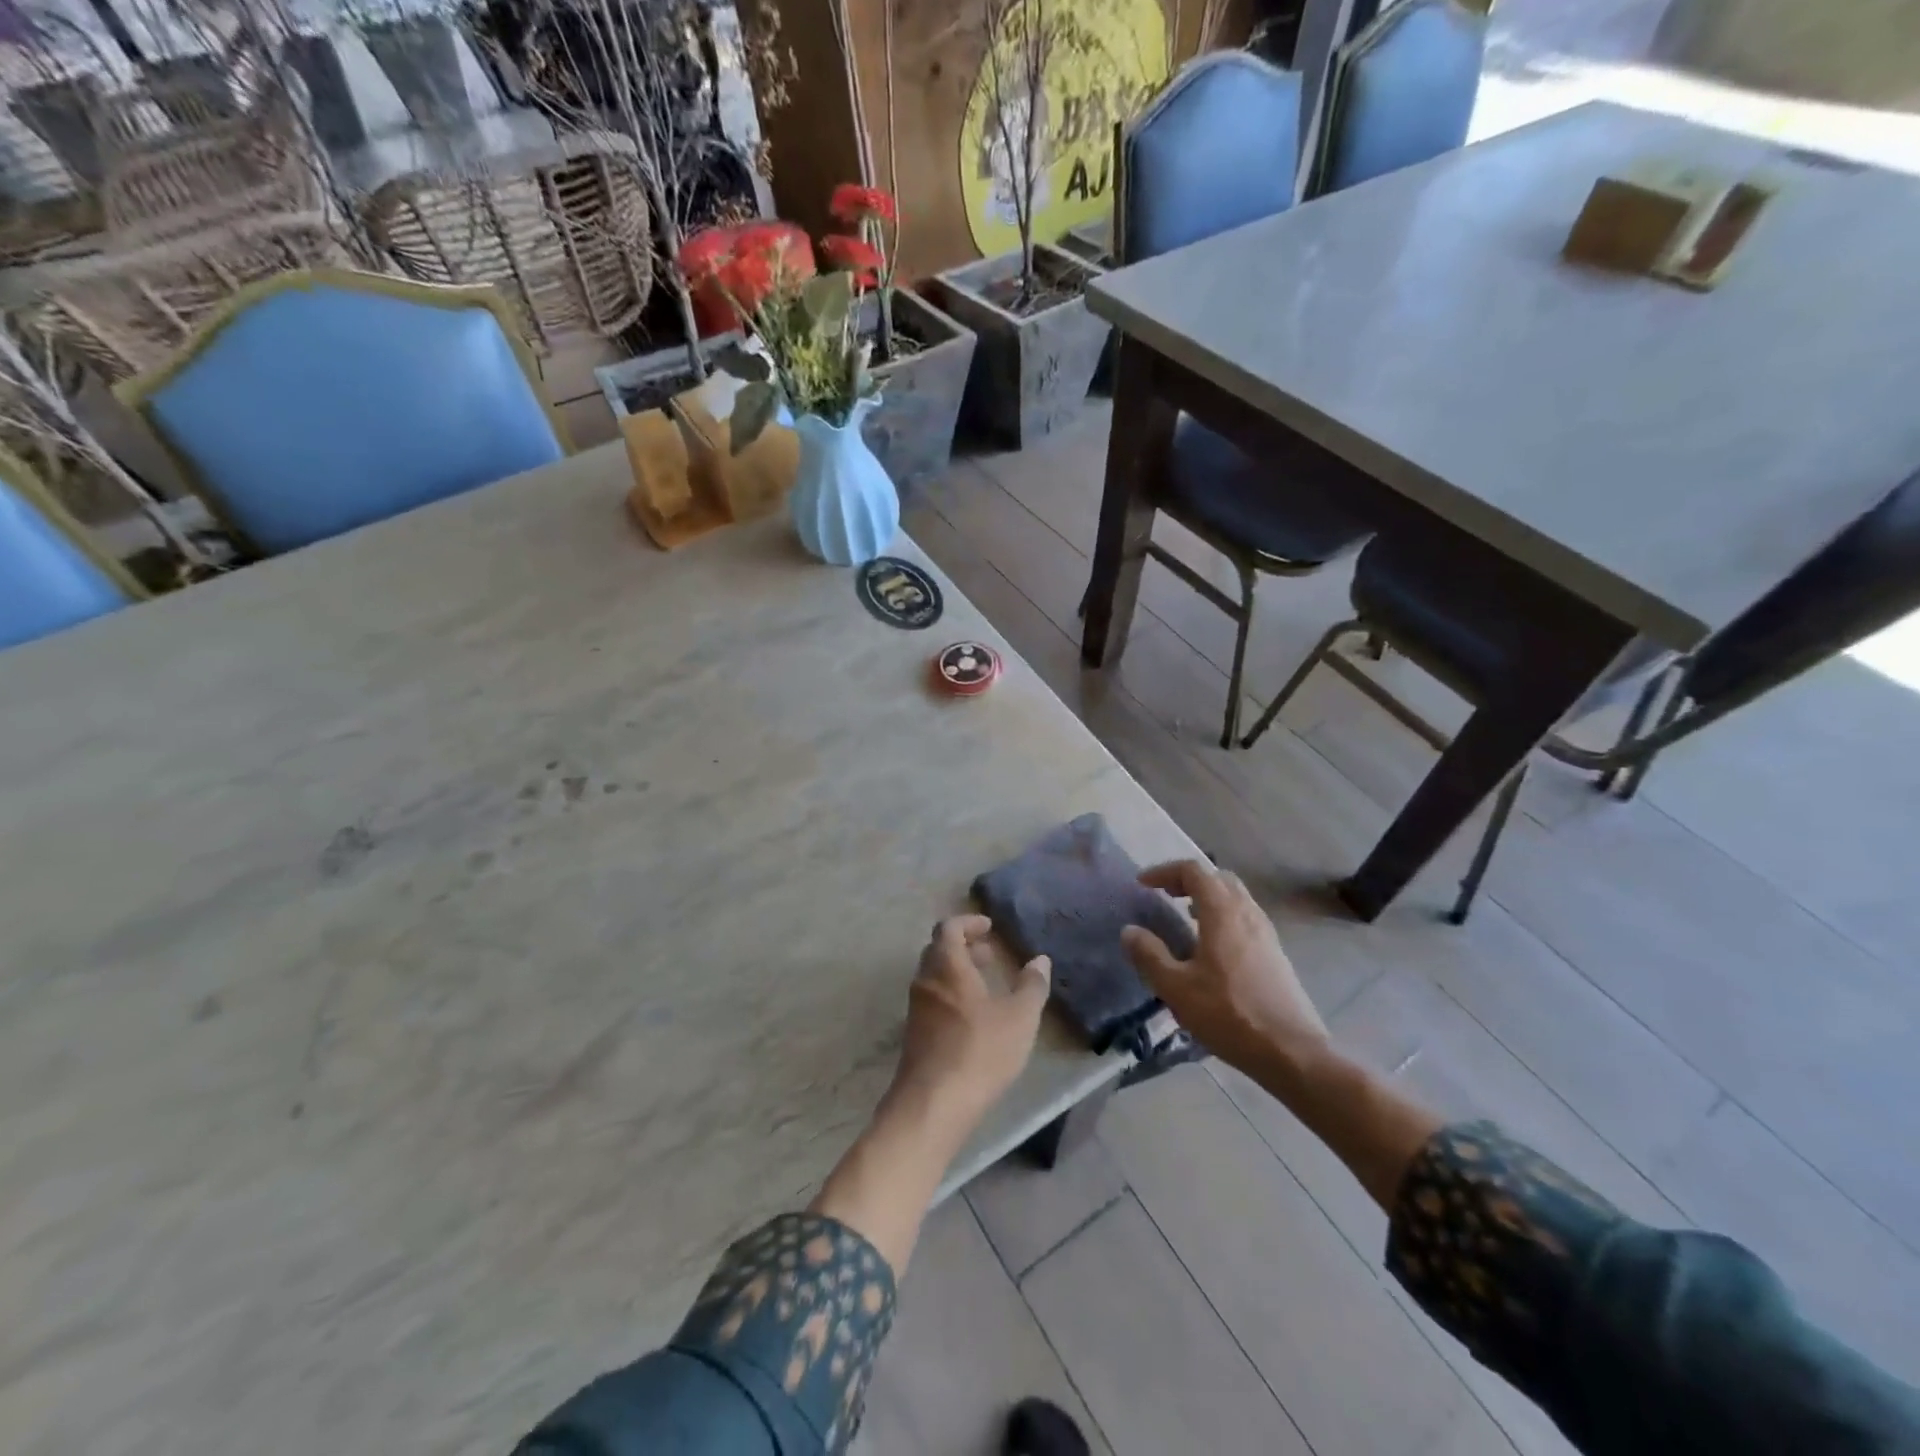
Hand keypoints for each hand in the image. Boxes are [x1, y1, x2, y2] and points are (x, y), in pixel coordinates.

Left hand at [887, 915, 1051, 1132]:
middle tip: (989, 954)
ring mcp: (916, 1009)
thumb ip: (1032, 986)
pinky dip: (951, 995)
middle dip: (963, 947)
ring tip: (986, 985)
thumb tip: (1040, 960)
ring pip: (934, 977)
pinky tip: (973, 1018)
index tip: (989, 927)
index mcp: (947, 966)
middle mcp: (926, 981)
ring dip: (957, 972)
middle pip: (938, 950)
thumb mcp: (1019, 1018)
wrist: (933, 1103)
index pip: (949, 928)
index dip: (968, 922)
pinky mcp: (914, 1034)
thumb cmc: (980, 1051)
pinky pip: (932, 1000)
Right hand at [1121, 860, 1327, 1076]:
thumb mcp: (1177, 988)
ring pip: (1235, 898)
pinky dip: (1223, 916)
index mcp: (1223, 913)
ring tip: (1184, 917)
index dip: (1164, 872)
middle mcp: (1248, 913)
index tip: (1142, 884)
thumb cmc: (1229, 1014)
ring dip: (1208, 898)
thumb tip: (1130, 931)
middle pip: (1218, 878)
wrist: (1291, 1052)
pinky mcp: (1275, 954)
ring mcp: (1266, 933)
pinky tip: (1211, 947)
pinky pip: (1245, 918)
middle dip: (1188, 880)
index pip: (1193, 871)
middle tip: (1165, 895)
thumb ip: (1150, 955)